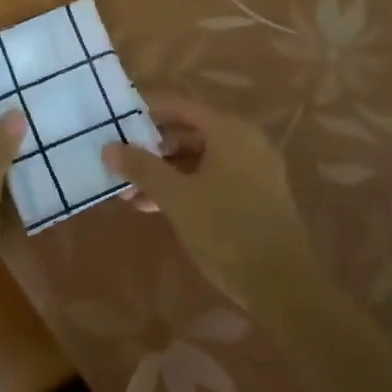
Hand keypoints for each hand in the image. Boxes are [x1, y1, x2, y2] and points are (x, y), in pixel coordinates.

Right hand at [103, 95, 315, 309]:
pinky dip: (185, 187)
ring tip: (130, 194)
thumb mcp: (177, 197)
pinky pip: (213, 179)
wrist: (282, 284)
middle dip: (153, 150)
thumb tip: (108, 147)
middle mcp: (245, 142)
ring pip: (199, 160)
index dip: (148, 112)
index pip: (182, 106)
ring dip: (165, 173)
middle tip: (120, 163)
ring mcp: (253, 170)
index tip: (118, 122)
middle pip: (190, 133)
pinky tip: (155, 208)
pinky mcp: (255, 196)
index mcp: (230, 131)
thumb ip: (142, 168)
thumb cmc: (227, 229)